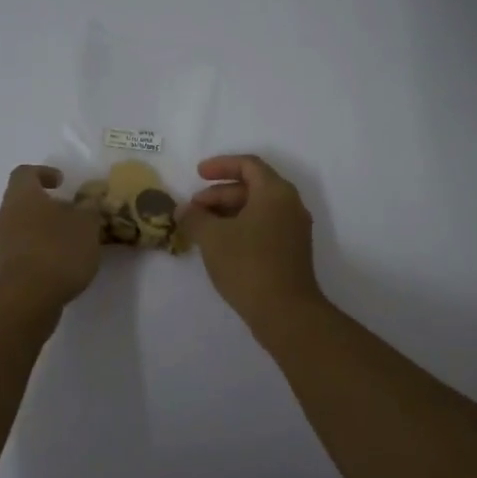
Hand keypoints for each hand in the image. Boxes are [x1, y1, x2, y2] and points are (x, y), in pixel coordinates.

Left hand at [0, 165, 102, 310]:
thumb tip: (89, 201)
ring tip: (71, 242)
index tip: (62, 181)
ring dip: (43, 230)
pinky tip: (61, 264)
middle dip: (47, 205)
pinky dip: (40, 251)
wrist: (27, 299)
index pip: (25, 173)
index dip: (43, 173)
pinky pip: (23, 250)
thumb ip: (89, 209)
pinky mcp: (5, 269)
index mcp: (22, 196)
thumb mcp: (86, 225)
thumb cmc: (57, 250)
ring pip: (22, 227)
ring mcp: (1, 244)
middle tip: (72, 213)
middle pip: (22, 202)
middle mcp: (5, 215)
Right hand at [178, 155, 324, 329]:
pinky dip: (240, 227)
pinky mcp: (291, 252)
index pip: (248, 165)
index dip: (221, 165)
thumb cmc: (248, 265)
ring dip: (228, 212)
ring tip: (201, 228)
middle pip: (252, 187)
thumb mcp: (212, 237)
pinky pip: (263, 227)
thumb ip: (195, 217)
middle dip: (219, 193)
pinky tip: (219, 245)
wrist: (285, 312)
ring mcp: (293, 230)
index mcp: (275, 192)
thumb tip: (183, 209)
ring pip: (257, 209)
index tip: (197, 174)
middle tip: (194, 208)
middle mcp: (290, 205)